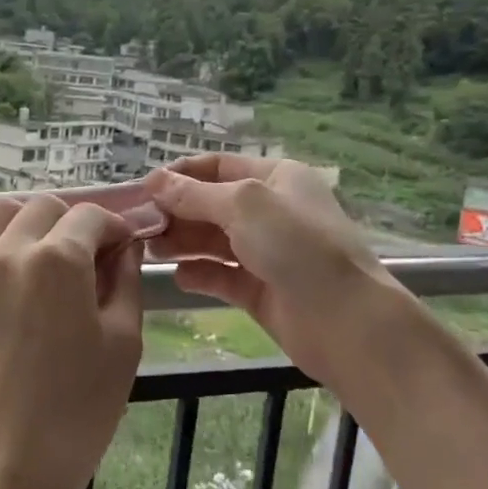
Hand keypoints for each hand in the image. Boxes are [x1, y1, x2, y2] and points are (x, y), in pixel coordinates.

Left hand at [0, 195, 144, 488]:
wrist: (1, 467)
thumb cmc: (77, 410)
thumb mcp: (123, 343)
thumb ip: (125, 280)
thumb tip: (124, 247)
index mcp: (57, 257)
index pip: (90, 216)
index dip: (116, 227)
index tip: (126, 249)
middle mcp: (9, 250)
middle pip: (44, 207)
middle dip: (74, 222)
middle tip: (92, 260)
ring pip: (2, 215)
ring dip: (32, 224)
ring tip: (51, 263)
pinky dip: (2, 245)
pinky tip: (19, 282)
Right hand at [147, 156, 406, 388]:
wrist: (347, 321)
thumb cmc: (298, 247)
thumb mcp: (244, 206)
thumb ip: (195, 195)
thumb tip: (155, 181)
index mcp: (276, 179)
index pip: (218, 167)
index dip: (180, 175)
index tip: (143, 188)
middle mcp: (271, 212)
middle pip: (211, 205)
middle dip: (176, 211)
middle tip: (140, 225)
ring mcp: (267, 253)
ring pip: (213, 241)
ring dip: (182, 242)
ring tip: (151, 249)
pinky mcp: (261, 291)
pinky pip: (222, 276)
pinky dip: (200, 274)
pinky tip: (179, 277)